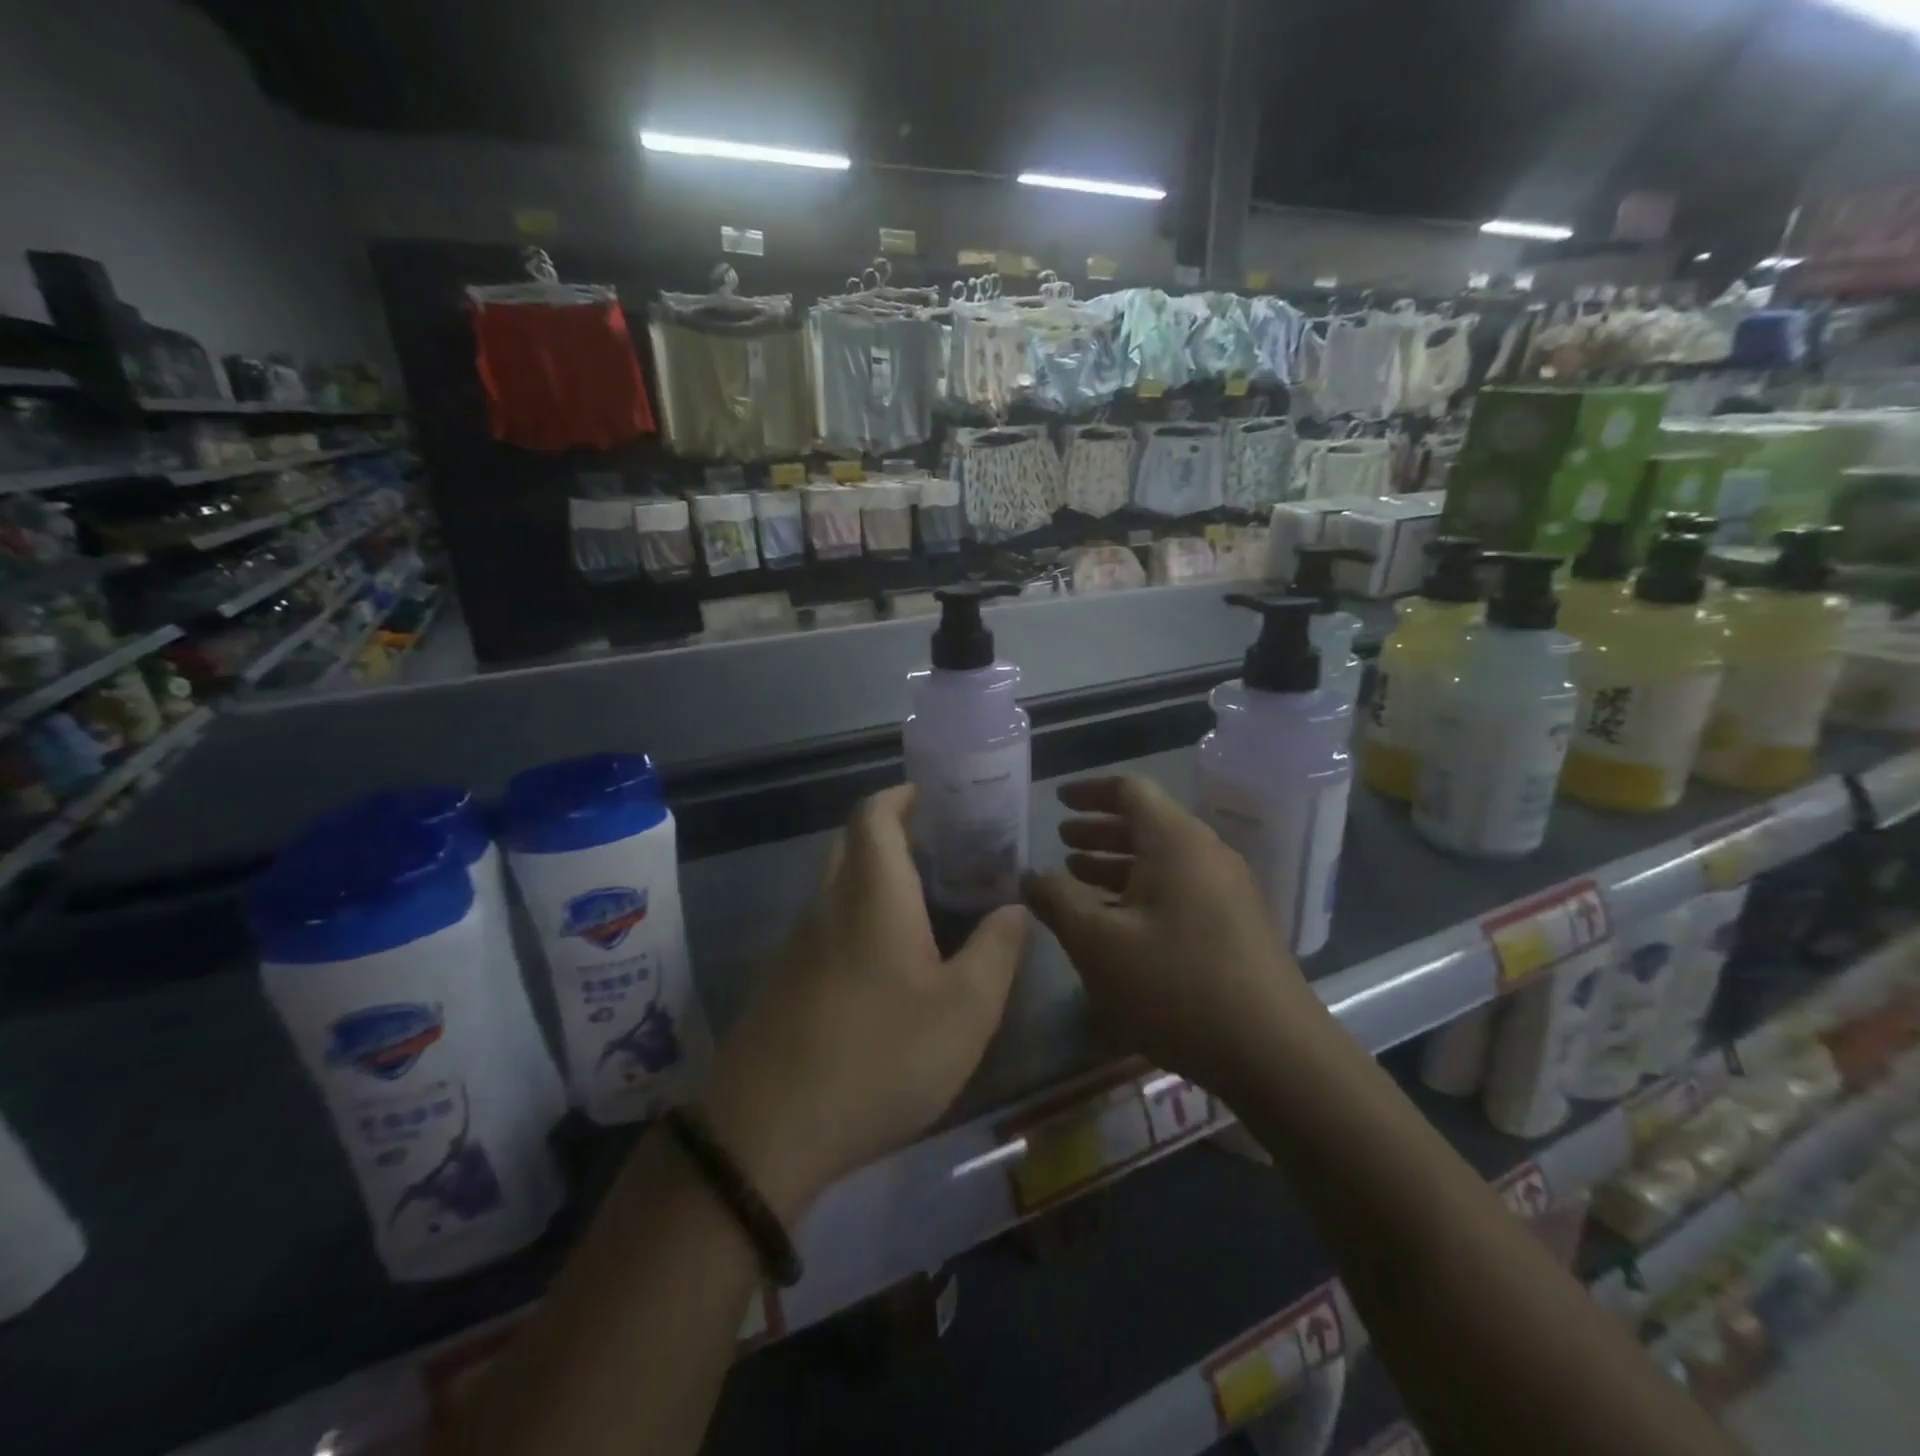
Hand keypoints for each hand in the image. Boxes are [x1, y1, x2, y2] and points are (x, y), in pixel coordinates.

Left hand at [702, 786, 1026, 1221]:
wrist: (768, 1132)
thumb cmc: (880, 1056)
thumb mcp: (965, 1011)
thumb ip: (997, 951)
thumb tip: (1015, 907)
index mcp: (872, 894)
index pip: (874, 815)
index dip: (899, 795)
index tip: (931, 796)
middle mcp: (827, 905)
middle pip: (850, 844)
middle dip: (889, 832)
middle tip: (938, 851)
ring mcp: (796, 944)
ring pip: (835, 888)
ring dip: (872, 879)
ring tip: (922, 906)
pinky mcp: (780, 982)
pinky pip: (822, 928)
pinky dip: (854, 919)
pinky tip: (882, 966)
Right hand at [1022, 775, 1321, 1100]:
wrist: (1274, 1053)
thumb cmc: (1175, 984)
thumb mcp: (1098, 942)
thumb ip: (1057, 901)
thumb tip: (1029, 875)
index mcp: (1175, 841)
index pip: (1129, 790)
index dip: (1089, 791)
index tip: (1057, 799)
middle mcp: (1206, 853)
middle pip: (1147, 823)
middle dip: (1098, 830)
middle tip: (1060, 841)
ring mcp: (1227, 889)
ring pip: (1163, 859)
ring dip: (1117, 863)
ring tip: (1077, 877)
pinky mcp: (1236, 924)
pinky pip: (1180, 888)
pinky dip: (1142, 890)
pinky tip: (1117, 921)